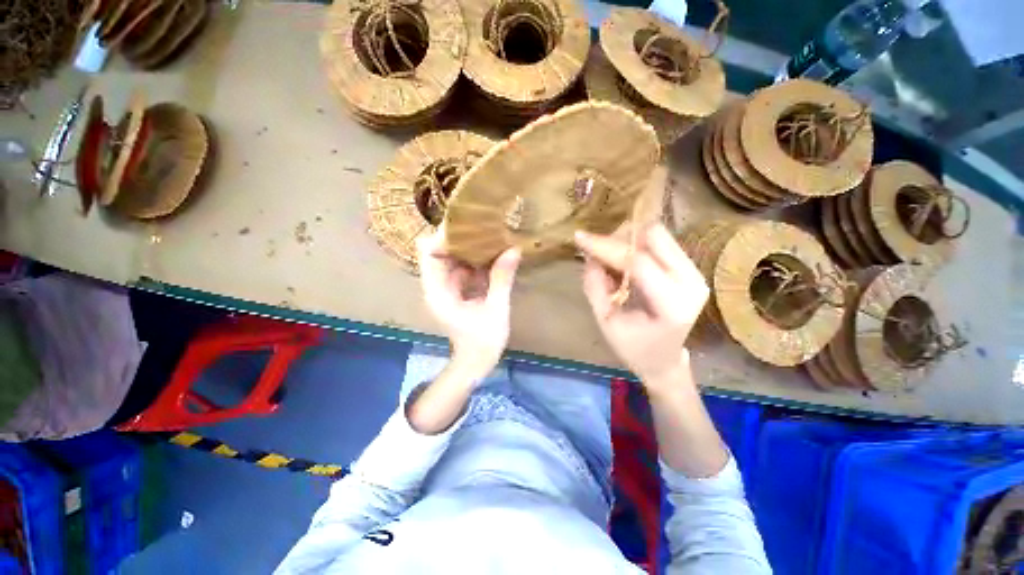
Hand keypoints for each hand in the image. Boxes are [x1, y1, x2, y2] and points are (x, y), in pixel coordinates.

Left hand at [417, 230, 521, 374]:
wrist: (476, 363)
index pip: (429, 254)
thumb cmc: (483, 341)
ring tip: (489, 236)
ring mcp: (446, 290)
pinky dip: (474, 262)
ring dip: (468, 249)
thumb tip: (513, 249)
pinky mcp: (456, 292)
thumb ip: (502, 279)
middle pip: (439, 253)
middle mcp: (437, 287)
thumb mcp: (496, 309)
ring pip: (451, 260)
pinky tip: (492, 255)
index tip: (467, 226)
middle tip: (482, 227)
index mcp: (438, 292)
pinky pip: (462, 270)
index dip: (444, 237)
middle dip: (458, 239)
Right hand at [575, 224, 707, 389]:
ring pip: (659, 235)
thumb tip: (589, 255)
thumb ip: (594, 286)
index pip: (637, 262)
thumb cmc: (632, 347)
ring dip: (628, 240)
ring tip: (610, 260)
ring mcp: (695, 273)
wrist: (663, 359)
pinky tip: (623, 263)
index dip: (606, 247)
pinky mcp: (691, 269)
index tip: (580, 238)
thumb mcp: (605, 321)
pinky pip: (661, 243)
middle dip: (620, 238)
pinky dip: (637, 246)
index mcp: (671, 304)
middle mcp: (691, 282)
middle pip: (655, 236)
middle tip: (598, 251)